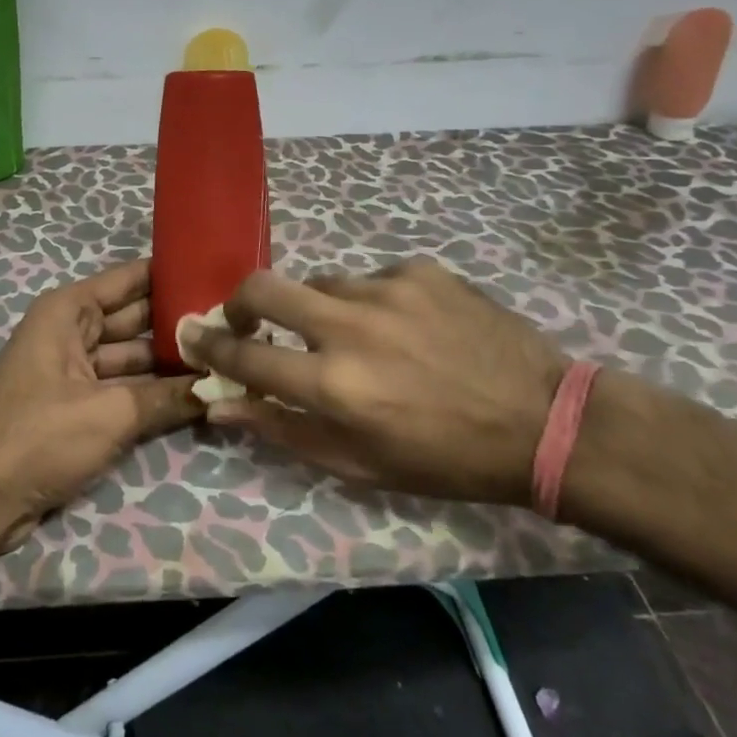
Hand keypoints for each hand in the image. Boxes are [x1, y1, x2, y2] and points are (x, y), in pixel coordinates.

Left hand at [0, 258, 200, 548]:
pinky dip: (153, 391)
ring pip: (133, 356)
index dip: (174, 274)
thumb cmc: (38, 437)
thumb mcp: (110, 414)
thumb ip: (168, 397)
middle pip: (136, 318)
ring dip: (171, 362)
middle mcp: (70, 331)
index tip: (221, 273)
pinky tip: (196, 394)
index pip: (131, 279)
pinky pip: (123, 388)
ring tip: (227, 358)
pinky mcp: (77, 406)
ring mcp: (73, 370)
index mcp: (68, 312)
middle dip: (180, 322)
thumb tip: (220, 386)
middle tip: (235, 323)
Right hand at [186, 259, 563, 505]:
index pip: (245, 357)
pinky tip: (405, 328)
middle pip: (263, 288)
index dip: (210, 347)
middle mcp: (351, 327)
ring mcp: (388, 289)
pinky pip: (371, 279)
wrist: (543, 421)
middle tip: (246, 319)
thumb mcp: (360, 465)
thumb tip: (221, 406)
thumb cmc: (445, 459)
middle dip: (240, 302)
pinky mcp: (420, 270)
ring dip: (319, 311)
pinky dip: (371, 303)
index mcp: (334, 385)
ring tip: (356, 339)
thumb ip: (284, 430)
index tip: (193, 337)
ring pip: (320, 284)